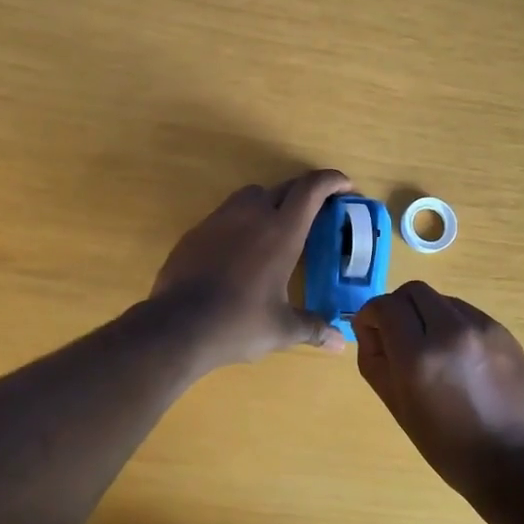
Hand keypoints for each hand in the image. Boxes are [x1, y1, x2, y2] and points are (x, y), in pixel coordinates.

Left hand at [150, 169, 352, 370]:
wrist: (177, 325)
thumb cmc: (239, 323)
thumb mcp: (282, 328)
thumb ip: (313, 328)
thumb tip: (340, 344)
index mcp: (281, 231)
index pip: (311, 189)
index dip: (332, 180)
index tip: (345, 185)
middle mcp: (252, 215)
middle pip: (284, 187)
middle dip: (304, 192)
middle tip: (317, 210)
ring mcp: (220, 219)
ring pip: (251, 195)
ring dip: (270, 202)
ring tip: (276, 227)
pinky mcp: (196, 231)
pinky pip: (226, 214)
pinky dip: (241, 221)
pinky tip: (240, 249)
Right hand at [353, 282, 523, 504]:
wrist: (514, 462)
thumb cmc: (447, 445)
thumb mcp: (397, 406)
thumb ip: (374, 359)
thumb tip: (371, 329)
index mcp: (418, 356)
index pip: (385, 306)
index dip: (371, 315)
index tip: (372, 332)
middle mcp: (450, 331)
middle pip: (413, 291)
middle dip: (398, 307)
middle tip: (398, 336)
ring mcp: (482, 327)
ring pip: (441, 299)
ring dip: (427, 314)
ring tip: (432, 348)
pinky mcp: (503, 331)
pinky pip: (466, 312)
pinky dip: (453, 324)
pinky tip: (459, 356)